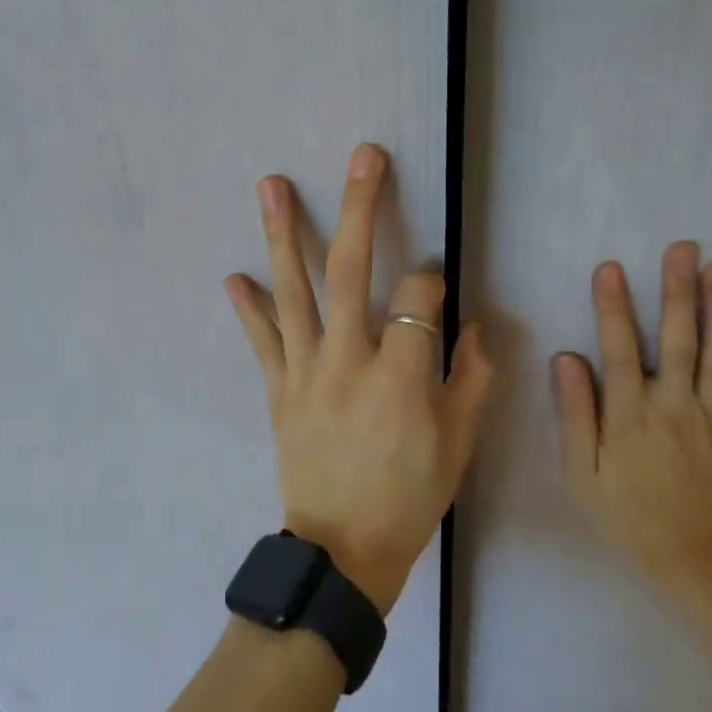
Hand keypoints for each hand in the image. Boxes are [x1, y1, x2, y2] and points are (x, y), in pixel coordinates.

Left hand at [224, 143, 492, 614]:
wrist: (343, 553)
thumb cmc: (410, 498)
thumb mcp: (459, 445)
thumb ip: (472, 379)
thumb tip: (478, 326)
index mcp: (400, 376)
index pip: (418, 296)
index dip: (430, 278)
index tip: (435, 279)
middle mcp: (347, 361)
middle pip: (350, 271)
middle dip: (359, 208)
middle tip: (364, 158)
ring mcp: (305, 373)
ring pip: (293, 292)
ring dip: (282, 235)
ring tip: (270, 185)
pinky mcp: (278, 391)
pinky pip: (262, 342)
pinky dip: (248, 308)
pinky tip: (233, 275)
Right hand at [553, 242, 711, 591]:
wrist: (695, 559)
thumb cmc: (627, 514)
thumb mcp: (581, 475)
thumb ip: (575, 415)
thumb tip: (566, 359)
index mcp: (630, 418)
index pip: (619, 351)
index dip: (614, 308)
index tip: (611, 268)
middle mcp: (675, 408)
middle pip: (677, 340)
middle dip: (678, 291)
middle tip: (683, 247)